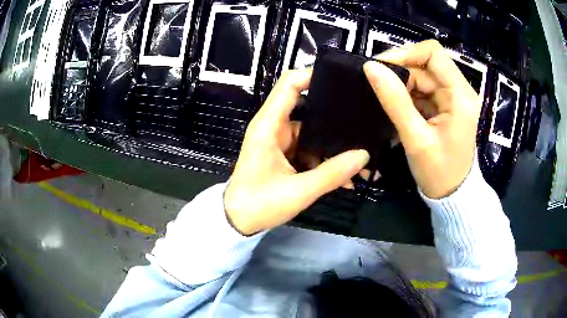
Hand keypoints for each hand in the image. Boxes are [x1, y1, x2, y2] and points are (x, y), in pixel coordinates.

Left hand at [224, 70, 369, 234]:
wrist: (237, 221)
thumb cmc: (259, 203)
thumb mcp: (298, 191)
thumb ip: (332, 174)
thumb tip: (364, 156)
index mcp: (269, 126)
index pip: (290, 84)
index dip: (313, 75)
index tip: (342, 80)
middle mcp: (275, 127)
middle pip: (308, 108)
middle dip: (336, 117)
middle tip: (365, 120)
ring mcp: (281, 141)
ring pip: (314, 133)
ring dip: (334, 146)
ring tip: (363, 156)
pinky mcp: (286, 155)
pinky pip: (310, 151)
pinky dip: (326, 161)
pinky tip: (347, 176)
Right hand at [363, 40, 480, 198]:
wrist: (453, 196)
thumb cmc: (439, 172)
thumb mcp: (415, 138)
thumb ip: (394, 101)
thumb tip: (370, 68)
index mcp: (460, 95)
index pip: (433, 53)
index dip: (406, 53)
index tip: (381, 67)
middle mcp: (459, 90)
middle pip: (425, 65)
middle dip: (400, 73)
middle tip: (376, 87)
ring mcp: (453, 98)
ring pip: (422, 77)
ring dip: (402, 86)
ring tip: (384, 102)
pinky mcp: (446, 106)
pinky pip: (423, 91)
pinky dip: (408, 96)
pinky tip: (396, 109)